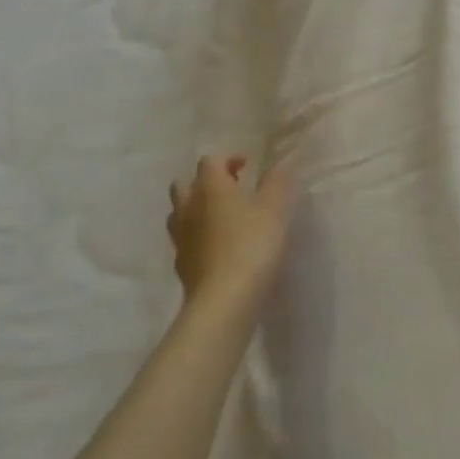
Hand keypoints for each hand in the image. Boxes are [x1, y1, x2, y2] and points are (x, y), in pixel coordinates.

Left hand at [167, 155, 294, 311]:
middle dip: (205, 182)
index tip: (248, 169)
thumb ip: (277, 183)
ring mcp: (180, 236)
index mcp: (209, 186)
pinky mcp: (181, 264)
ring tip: (222, 219)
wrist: (224, 299)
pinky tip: (217, 248)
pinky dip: (197, 237)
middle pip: (185, 183)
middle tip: (231, 190)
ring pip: (180, 212)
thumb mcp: (274, 209)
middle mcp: (188, 206)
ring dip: (197, 209)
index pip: (210, 160)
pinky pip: (185, 240)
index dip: (229, 160)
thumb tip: (279, 164)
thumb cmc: (251, 244)